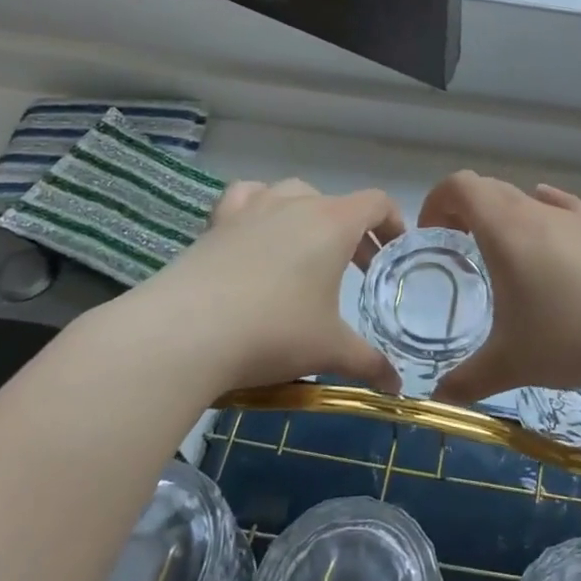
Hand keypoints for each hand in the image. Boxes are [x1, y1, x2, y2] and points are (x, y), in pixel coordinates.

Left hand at [96, 178, 405, 397]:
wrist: (184, 333)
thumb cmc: (273, 331)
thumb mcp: (329, 350)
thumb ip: (369, 363)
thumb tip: (396, 387)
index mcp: (333, 224)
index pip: (376, 202)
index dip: (393, 221)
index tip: (395, 250)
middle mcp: (294, 204)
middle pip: (336, 203)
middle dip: (353, 232)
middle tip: (357, 269)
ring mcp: (251, 209)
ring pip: (291, 193)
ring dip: (308, 214)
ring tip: (307, 249)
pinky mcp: (216, 223)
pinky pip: (245, 198)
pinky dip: (259, 207)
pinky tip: (256, 233)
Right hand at [419, 171, 580, 405]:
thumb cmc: (572, 340)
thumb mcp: (511, 365)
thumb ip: (466, 381)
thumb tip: (438, 399)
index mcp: (507, 230)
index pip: (460, 186)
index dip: (437, 201)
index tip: (432, 234)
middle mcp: (539, 211)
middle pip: (491, 188)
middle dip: (466, 210)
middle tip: (459, 248)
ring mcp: (577, 217)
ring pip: (528, 199)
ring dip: (506, 216)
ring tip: (506, 257)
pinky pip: (564, 208)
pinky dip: (545, 214)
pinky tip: (549, 237)